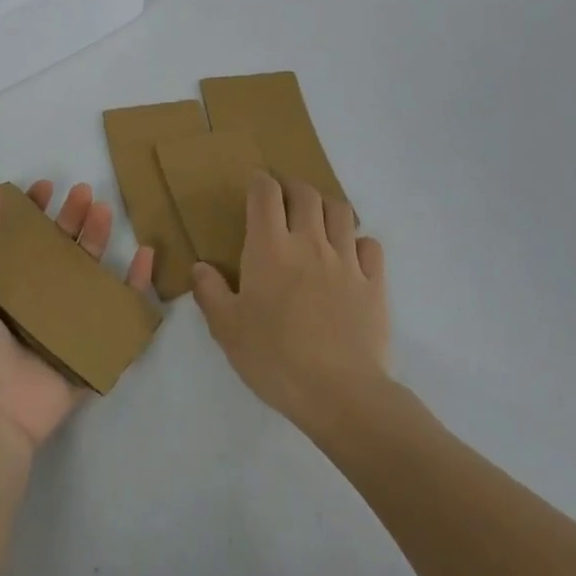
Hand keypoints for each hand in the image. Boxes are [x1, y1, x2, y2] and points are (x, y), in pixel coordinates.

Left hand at [0, 180, 154, 452]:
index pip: (19, 238)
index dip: (32, 211)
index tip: (45, 187)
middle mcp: (30, 299)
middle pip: (57, 249)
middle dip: (71, 218)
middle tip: (83, 192)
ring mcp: (62, 322)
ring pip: (87, 271)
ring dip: (98, 239)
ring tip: (105, 211)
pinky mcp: (90, 344)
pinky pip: (118, 309)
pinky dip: (136, 284)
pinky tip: (146, 255)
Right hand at [192, 174, 389, 431]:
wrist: (340, 393)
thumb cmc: (275, 359)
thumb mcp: (227, 330)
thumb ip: (210, 293)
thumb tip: (201, 266)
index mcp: (270, 248)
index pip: (266, 194)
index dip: (260, 182)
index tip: (255, 185)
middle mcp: (310, 243)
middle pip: (306, 194)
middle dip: (293, 187)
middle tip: (284, 198)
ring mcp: (347, 261)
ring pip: (341, 211)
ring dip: (326, 206)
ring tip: (317, 220)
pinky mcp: (374, 283)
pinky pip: (370, 245)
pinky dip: (358, 241)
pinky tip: (349, 255)